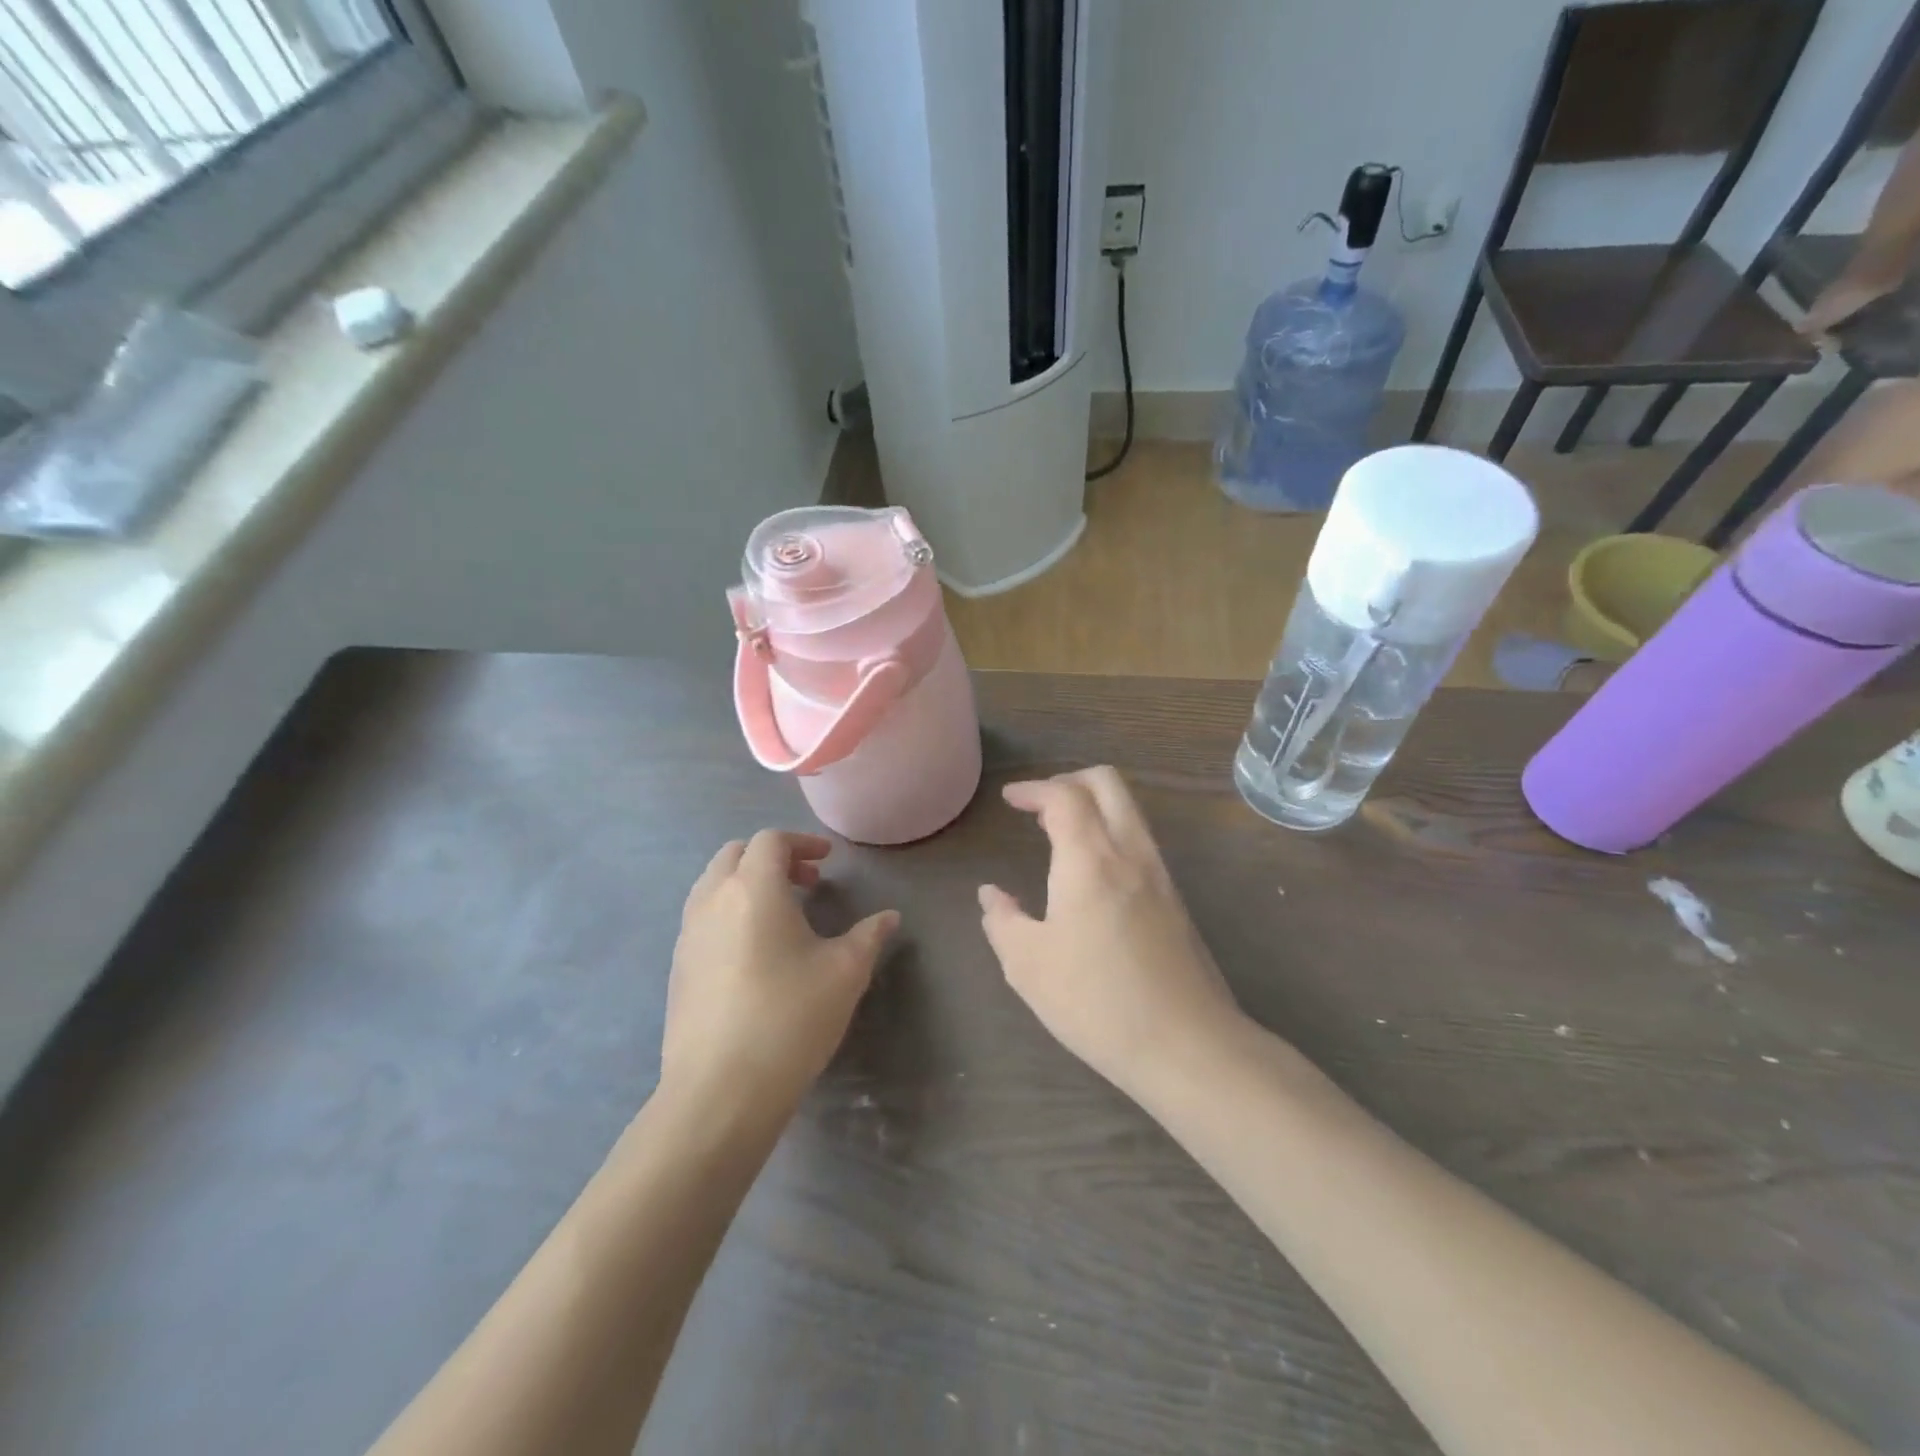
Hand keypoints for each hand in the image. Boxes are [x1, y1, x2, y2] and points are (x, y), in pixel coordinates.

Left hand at [664, 831, 897, 1116]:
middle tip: (807, 882)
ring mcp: (688, 935)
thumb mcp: (845, 973)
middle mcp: (713, 901)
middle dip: (772, 858)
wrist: (719, 1091)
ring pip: (713, 885)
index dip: (802, 842)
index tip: (828, 861)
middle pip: (735, 854)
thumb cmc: (790, 1018)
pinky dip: (730, 912)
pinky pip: (703, 918)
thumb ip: (869, 936)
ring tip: (782, 915)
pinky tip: (755, 953)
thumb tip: (889, 917)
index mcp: (753, 889)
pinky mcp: (678, 969)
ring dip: (747, 884)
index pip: (771, 841)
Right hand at [978, 768, 1246, 1102]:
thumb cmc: (1096, 1002)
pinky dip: (1111, 832)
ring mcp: (1160, 875)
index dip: (1034, 789)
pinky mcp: (1176, 900)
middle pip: (1107, 783)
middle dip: (1069, 780)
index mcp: (1090, 860)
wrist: (1187, 1045)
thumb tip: (991, 895)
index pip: (1064, 796)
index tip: (1010, 798)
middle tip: (1039, 804)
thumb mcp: (1028, 966)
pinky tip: (1091, 872)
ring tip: (1060, 833)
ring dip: (1093, 805)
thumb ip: (1002, 921)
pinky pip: (1140, 841)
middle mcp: (1130, 853)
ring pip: (1129, 810)